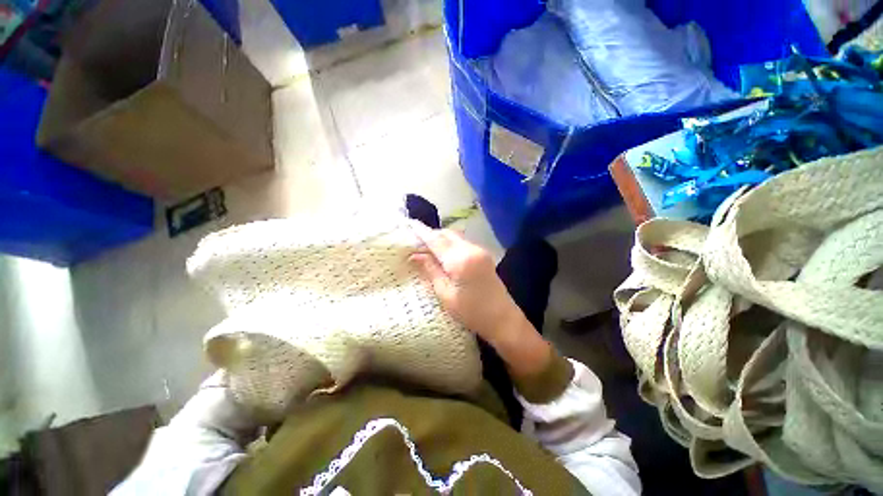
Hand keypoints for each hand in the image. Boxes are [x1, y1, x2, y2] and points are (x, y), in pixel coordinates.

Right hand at [409, 227, 552, 376]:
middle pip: (447, 233)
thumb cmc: (471, 312)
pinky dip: (451, 244)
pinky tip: (443, 255)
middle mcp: (471, 249)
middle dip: (431, 235)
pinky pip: (463, 243)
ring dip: (441, 239)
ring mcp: (480, 250)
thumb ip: (431, 270)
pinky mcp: (484, 255)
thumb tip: (415, 255)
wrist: (502, 319)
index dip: (421, 233)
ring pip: (455, 237)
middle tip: (416, 244)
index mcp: (460, 259)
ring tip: (428, 250)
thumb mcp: (445, 294)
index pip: (436, 240)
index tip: (409, 227)